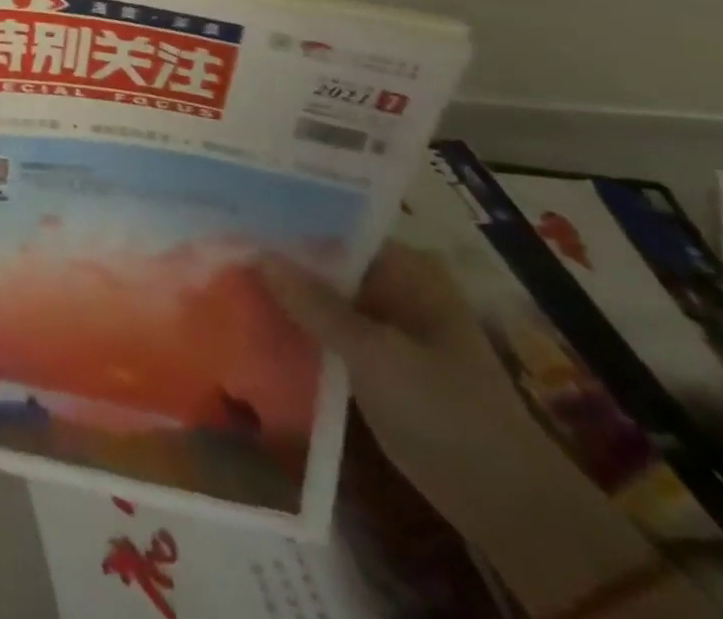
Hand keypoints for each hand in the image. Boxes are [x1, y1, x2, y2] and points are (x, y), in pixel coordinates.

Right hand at [262, 243, 717, 618]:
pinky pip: (325, 330)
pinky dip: (296, 328)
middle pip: (324, 263)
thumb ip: (314, 304)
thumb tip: (256, 253)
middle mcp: (394, 286)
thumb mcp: (374, 354)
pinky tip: (250, 321)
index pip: (334, 230)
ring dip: (282, 296)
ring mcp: (384, 324)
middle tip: (216, 246)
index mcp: (407, 269)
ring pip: (320, 297)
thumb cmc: (446, 412)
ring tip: (221, 278)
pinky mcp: (373, 359)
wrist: (506, 505)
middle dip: (278, 261)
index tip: (233, 219)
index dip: (286, 225)